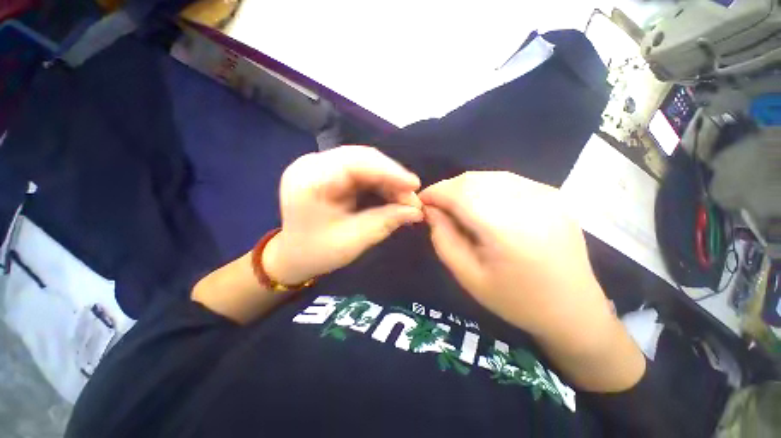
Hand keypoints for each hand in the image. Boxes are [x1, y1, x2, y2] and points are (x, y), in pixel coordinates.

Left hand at [264, 146, 422, 284]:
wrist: (293, 255)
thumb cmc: (317, 252)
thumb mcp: (353, 241)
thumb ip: (385, 222)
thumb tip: (416, 211)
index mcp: (309, 180)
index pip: (356, 163)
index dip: (389, 171)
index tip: (414, 185)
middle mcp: (313, 164)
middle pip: (362, 159)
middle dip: (392, 177)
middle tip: (412, 197)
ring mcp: (321, 165)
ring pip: (365, 163)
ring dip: (388, 180)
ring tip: (405, 199)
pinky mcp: (330, 172)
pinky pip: (362, 171)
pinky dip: (380, 183)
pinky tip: (391, 195)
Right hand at [419, 171, 607, 337]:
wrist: (573, 310)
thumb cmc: (515, 300)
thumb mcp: (468, 276)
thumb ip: (443, 239)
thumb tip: (431, 210)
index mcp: (507, 230)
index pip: (460, 194)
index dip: (435, 192)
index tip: (421, 201)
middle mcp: (530, 204)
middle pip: (473, 180)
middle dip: (447, 189)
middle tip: (437, 206)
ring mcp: (547, 195)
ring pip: (489, 176)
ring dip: (465, 187)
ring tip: (456, 206)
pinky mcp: (554, 195)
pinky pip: (508, 180)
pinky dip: (485, 187)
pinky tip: (482, 204)